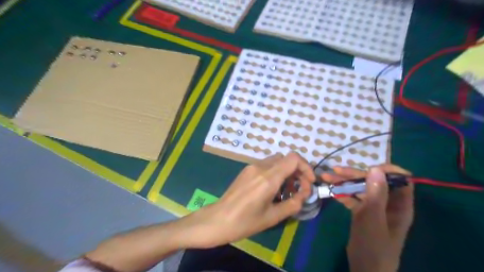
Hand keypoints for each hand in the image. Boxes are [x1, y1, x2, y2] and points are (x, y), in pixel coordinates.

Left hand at [191, 153, 315, 248]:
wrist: (218, 220)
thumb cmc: (245, 222)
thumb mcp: (272, 217)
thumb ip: (293, 203)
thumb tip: (304, 194)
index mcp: (268, 178)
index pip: (293, 158)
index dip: (306, 167)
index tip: (309, 182)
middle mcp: (260, 167)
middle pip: (286, 158)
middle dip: (297, 171)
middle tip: (299, 189)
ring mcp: (251, 166)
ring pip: (276, 161)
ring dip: (286, 172)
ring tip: (286, 191)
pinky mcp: (246, 170)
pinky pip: (266, 165)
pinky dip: (276, 172)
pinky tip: (273, 189)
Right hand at [323, 163, 413, 271]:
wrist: (365, 269)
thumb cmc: (373, 246)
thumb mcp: (373, 218)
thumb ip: (375, 194)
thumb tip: (376, 168)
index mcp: (399, 205)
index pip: (400, 179)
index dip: (386, 170)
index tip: (368, 167)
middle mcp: (388, 203)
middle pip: (374, 181)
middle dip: (355, 174)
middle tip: (335, 171)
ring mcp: (374, 207)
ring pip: (361, 188)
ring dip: (344, 182)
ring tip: (326, 177)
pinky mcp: (362, 212)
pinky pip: (353, 198)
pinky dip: (342, 193)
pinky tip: (330, 190)